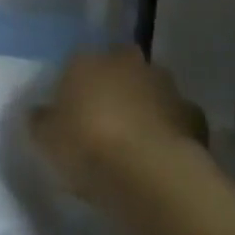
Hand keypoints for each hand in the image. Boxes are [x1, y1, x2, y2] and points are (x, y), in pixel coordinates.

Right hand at [28, 46, 206, 198]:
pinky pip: (175, 118)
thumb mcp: (45, 138)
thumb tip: (41, 114)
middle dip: (114, 86)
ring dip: (143, 106)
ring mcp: (165, 86)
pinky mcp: (194, 115)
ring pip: (150, 90)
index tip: (71, 112)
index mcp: (86, 60)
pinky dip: (168, 130)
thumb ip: (41, 120)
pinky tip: (158, 154)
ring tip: (133, 141)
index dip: (74, 87)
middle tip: (103, 119)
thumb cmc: (87, 146)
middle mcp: (127, 63)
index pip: (76, 63)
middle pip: (118, 68)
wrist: (150, 174)